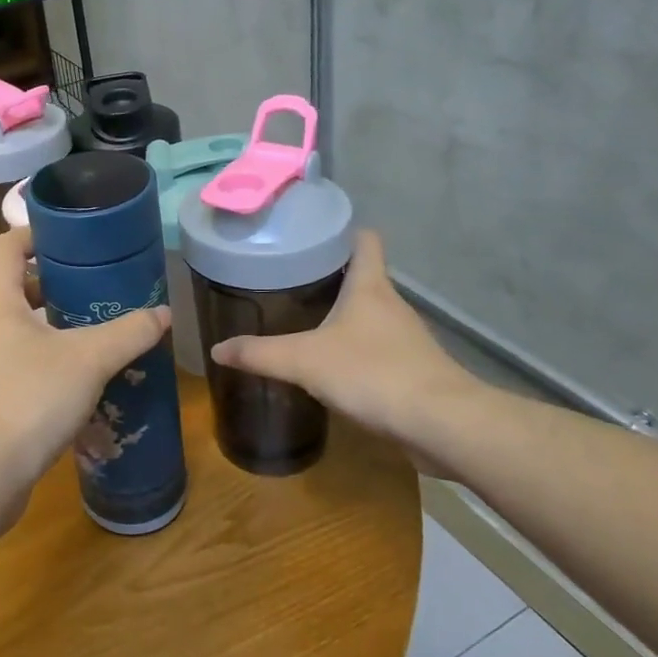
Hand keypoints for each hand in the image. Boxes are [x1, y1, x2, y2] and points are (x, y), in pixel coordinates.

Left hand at [0, 230, 169, 511]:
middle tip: (98, 293)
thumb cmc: (28, 399)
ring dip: (54, 330)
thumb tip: (163, 314)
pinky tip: (78, 387)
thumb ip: (128, 333)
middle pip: (15, 289)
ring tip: (96, 338)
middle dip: (56, 287)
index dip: (36, 234)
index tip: (73, 240)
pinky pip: (16, 367)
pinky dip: (45, 366)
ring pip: (18, 332)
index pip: (7, 246)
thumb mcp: (89, 360)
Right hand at [210, 230, 486, 470]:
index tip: (313, 235)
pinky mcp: (412, 371)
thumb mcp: (304, 361)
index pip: (365, 240)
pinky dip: (355, 353)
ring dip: (343, 318)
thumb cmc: (372, 373)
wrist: (441, 424)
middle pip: (364, 278)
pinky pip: (378, 351)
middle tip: (288, 282)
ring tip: (303, 323)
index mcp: (369, 287)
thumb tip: (216, 350)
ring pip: (370, 316)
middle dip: (330, 278)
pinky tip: (331, 368)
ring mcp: (406, 339)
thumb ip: (258, 354)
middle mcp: (391, 305)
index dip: (342, 232)